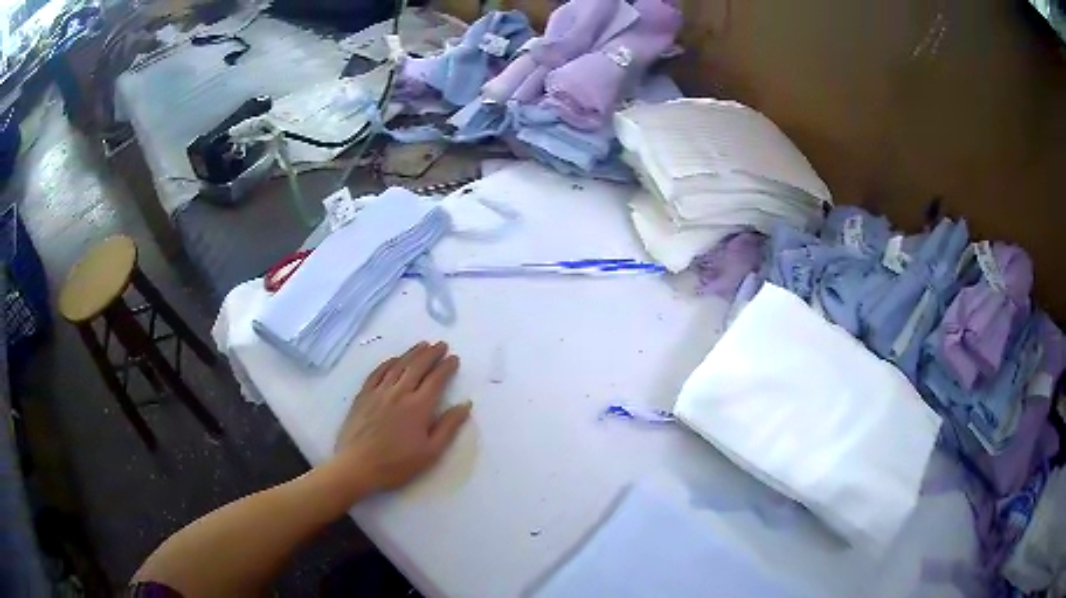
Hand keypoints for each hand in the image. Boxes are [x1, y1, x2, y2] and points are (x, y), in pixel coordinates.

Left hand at [331, 342, 470, 495]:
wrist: (357, 466)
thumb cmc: (397, 464)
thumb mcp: (430, 452)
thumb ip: (448, 427)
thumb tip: (465, 405)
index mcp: (418, 407)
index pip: (436, 380)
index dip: (446, 367)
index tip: (454, 358)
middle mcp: (399, 393)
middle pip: (417, 366)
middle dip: (431, 354)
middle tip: (441, 345)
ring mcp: (379, 392)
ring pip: (398, 365)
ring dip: (412, 353)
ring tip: (422, 345)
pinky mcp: (363, 396)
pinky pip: (377, 372)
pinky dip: (388, 362)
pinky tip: (394, 359)